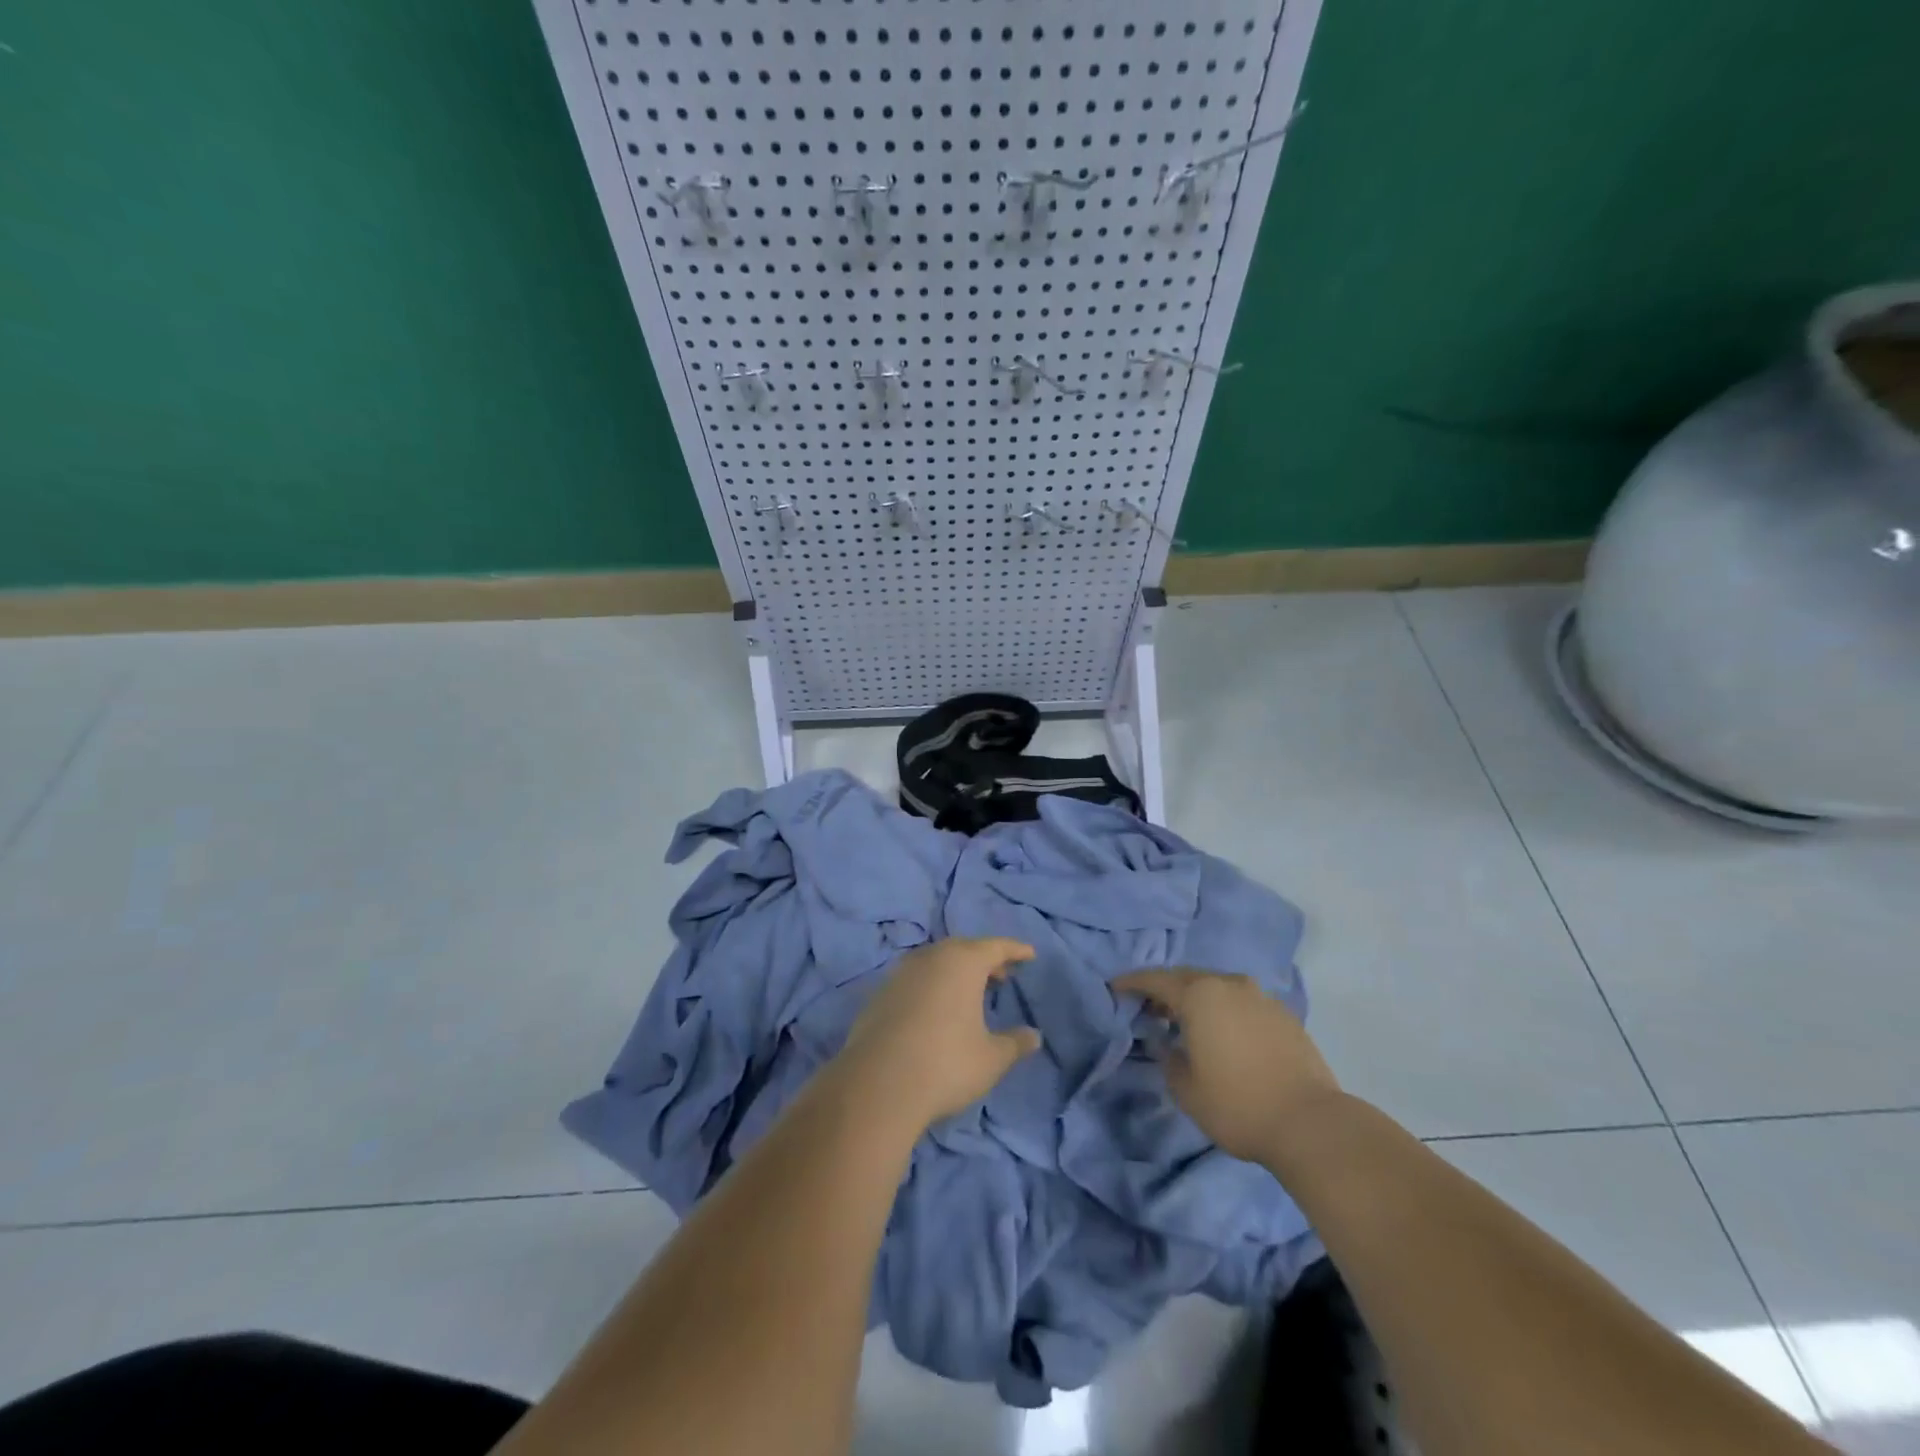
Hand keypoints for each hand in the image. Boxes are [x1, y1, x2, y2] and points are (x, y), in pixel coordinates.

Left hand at [838, 937, 1042, 1129]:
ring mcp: (901, 974)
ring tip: (970, 993)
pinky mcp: (880, 995)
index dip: (1015, 950)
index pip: (995, 946)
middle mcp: (930, 958)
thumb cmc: (946, 1064)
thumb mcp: (991, 1059)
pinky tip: (936, 1011)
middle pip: (963, 949)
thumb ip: (1015, 1043)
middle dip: (984, 959)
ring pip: (936, 962)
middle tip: (1001, 975)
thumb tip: (1034, 1036)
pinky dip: (932, 986)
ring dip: (955, 972)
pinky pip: (915, 980)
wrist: (877, 1086)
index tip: (1029, 954)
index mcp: (962, 962)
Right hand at [1113, 968, 1342, 1162]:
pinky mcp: (1284, 1015)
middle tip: (1148, 1006)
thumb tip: (1166, 1043)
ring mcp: (1261, 997)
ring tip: (1185, 1020)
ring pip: (1217, 987)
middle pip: (1187, 977)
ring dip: (1197, 998)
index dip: (1132, 982)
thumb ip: (1168, 1058)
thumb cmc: (1237, 1104)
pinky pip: (1241, 1002)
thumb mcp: (1186, 1089)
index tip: (1114, 987)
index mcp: (1199, 995)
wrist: (1310, 1123)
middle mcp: (1229, 985)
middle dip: (1165, 989)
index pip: (1156, 980)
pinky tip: (1222, 1033)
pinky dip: (1224, 1009)